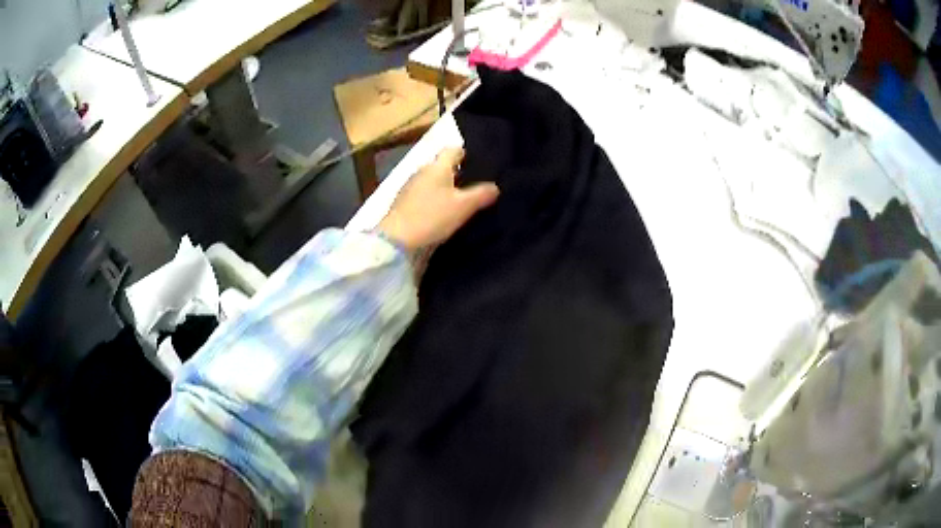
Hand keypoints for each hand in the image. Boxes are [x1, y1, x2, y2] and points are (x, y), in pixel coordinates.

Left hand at [378, 147, 499, 251]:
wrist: (396, 241)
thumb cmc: (432, 217)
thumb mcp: (463, 206)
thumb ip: (481, 194)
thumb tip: (495, 186)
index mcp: (437, 166)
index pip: (453, 150)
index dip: (467, 155)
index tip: (480, 166)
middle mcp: (422, 171)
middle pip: (443, 166)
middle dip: (459, 174)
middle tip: (476, 187)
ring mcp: (410, 188)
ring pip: (433, 182)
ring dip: (445, 189)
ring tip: (461, 203)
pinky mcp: (403, 204)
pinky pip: (424, 196)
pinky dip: (434, 201)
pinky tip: (442, 214)